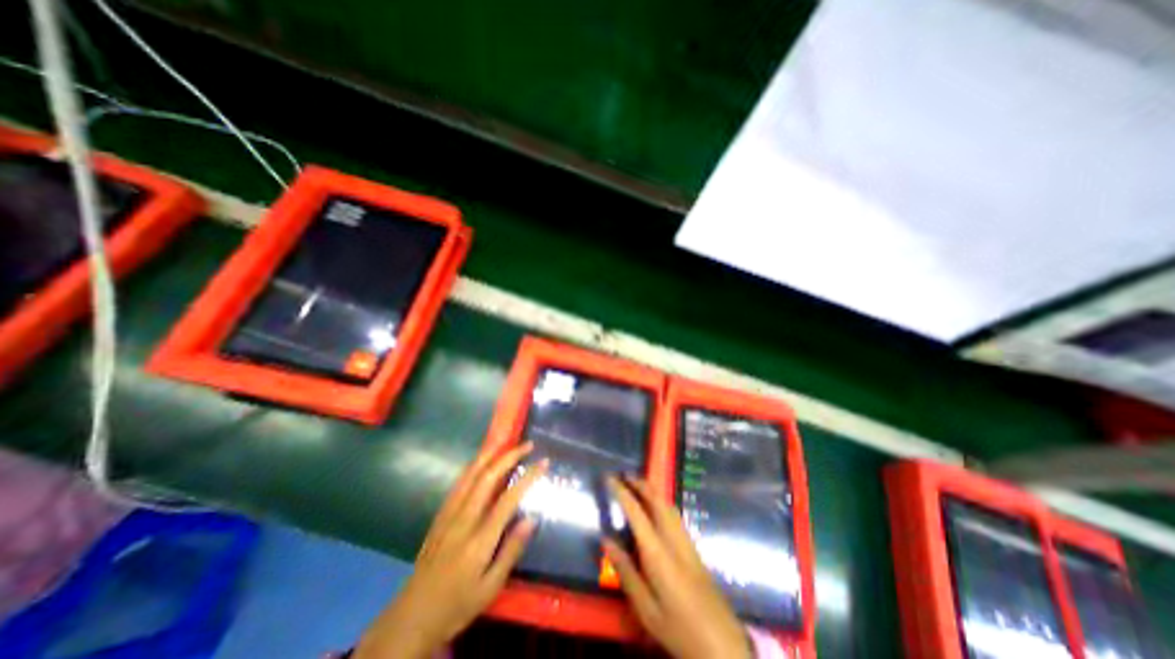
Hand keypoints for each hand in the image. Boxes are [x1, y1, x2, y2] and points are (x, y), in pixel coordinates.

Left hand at [356, 444, 548, 658]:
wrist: (412, 616)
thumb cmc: (457, 604)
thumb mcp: (490, 587)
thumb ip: (511, 550)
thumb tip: (532, 518)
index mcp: (479, 539)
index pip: (508, 498)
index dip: (528, 477)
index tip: (543, 463)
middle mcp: (464, 519)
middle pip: (488, 477)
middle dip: (509, 456)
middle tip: (527, 445)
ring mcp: (449, 514)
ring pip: (470, 474)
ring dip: (490, 454)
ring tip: (506, 442)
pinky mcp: (440, 515)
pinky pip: (459, 482)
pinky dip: (474, 465)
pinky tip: (482, 461)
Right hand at [606, 477, 752, 657]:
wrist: (723, 645)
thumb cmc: (679, 629)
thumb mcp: (646, 609)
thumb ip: (626, 572)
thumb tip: (606, 540)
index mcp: (658, 553)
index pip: (637, 513)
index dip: (623, 493)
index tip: (610, 479)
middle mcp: (674, 539)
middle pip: (658, 501)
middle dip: (641, 484)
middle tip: (625, 474)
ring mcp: (687, 542)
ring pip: (669, 506)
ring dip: (653, 490)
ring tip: (638, 484)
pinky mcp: (694, 548)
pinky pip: (675, 515)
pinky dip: (662, 502)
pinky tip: (657, 507)